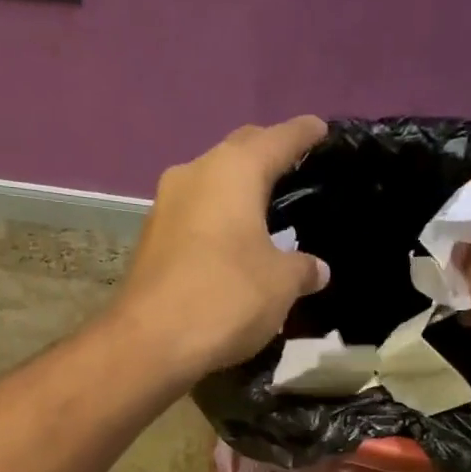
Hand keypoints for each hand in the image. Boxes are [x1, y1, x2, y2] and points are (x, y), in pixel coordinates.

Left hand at [110, 117, 331, 377]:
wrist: (149, 342)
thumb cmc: (225, 298)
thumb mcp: (280, 285)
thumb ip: (302, 268)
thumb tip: (317, 269)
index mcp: (233, 170)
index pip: (278, 138)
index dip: (304, 133)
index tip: (321, 130)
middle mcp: (194, 173)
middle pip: (239, 151)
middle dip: (266, 154)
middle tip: (293, 168)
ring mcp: (165, 206)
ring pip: (210, 183)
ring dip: (236, 191)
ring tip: (262, 208)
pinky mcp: (150, 239)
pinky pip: (194, 215)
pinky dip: (216, 219)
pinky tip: (230, 241)